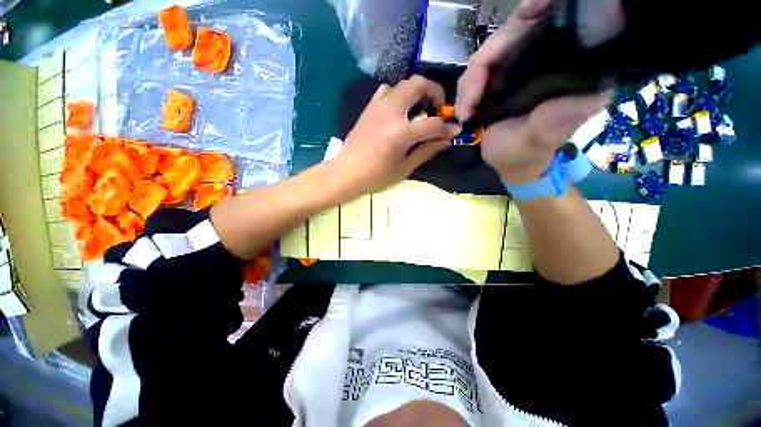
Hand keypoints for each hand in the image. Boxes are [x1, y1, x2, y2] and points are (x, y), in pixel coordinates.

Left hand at [330, 75, 460, 196]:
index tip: (454, 130)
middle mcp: (390, 112)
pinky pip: (386, 91)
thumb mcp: (404, 168)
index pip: (432, 124)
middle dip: (434, 91)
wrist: (346, 173)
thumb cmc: (376, 176)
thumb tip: (446, 140)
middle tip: (438, 107)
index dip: (447, 127)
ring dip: (415, 91)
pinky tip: (398, 111)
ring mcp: (377, 107)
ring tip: (419, 108)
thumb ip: (426, 151)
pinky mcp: (368, 108)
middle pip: (418, 84)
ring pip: (402, 84)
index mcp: (401, 132)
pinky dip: (397, 95)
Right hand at [455, 0, 610, 183]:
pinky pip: (478, 69)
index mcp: (568, 71)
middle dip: (485, 63)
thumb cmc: (525, 155)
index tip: (528, 9)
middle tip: (469, 102)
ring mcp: (520, 67)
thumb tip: (597, 93)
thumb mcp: (538, 142)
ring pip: (490, 52)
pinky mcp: (500, 77)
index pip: (556, 26)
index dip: (538, 12)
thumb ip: (555, 122)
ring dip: (470, 82)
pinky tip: (465, 108)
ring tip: (465, 113)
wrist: (509, 164)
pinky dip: (467, 88)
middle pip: (514, 34)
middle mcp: (546, 60)